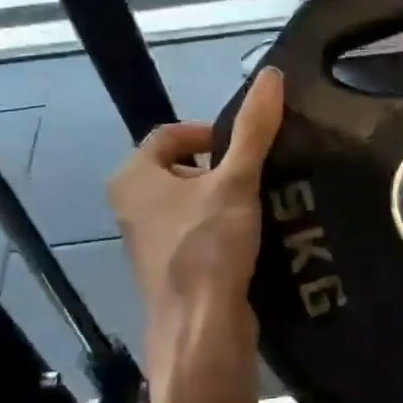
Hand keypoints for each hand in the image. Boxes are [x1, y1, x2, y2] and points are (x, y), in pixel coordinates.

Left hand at [107, 67, 283, 338]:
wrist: (200, 329)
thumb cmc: (208, 247)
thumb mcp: (236, 181)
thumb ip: (253, 130)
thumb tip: (270, 74)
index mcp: (133, 177)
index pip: (171, 134)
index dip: (211, 133)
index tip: (247, 148)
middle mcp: (132, 206)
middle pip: (184, 168)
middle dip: (223, 169)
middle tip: (259, 177)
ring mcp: (150, 241)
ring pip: (194, 203)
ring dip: (227, 200)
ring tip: (264, 205)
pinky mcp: (172, 269)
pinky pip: (199, 233)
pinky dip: (224, 229)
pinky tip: (255, 238)